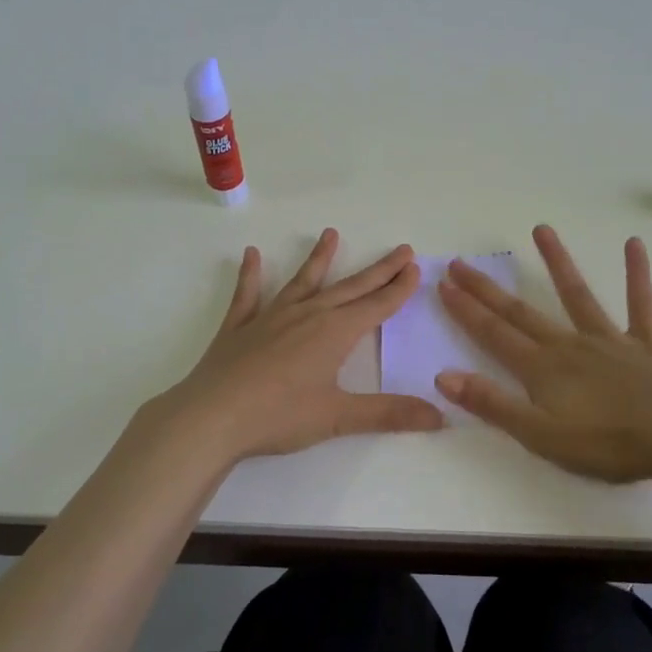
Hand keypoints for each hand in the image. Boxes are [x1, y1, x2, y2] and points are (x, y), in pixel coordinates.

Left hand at [154, 229, 444, 465]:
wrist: (211, 416)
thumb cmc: (279, 416)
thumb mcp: (338, 417)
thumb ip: (389, 414)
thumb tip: (440, 416)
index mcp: (334, 333)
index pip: (376, 305)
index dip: (398, 288)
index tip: (415, 267)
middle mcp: (307, 315)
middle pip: (350, 288)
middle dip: (378, 270)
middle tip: (400, 250)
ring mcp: (270, 317)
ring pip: (302, 282)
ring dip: (319, 259)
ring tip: (331, 234)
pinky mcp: (239, 327)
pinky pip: (248, 294)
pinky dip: (251, 275)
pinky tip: (251, 255)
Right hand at [437, 225, 651, 484]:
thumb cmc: (607, 444)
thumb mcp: (539, 435)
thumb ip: (492, 404)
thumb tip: (442, 376)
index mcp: (542, 369)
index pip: (494, 334)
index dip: (466, 310)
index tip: (443, 284)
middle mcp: (570, 345)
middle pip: (521, 312)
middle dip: (488, 289)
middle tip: (461, 263)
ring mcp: (610, 340)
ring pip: (577, 295)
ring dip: (557, 262)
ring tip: (541, 228)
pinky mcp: (647, 344)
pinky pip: (640, 303)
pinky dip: (636, 274)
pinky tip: (634, 244)